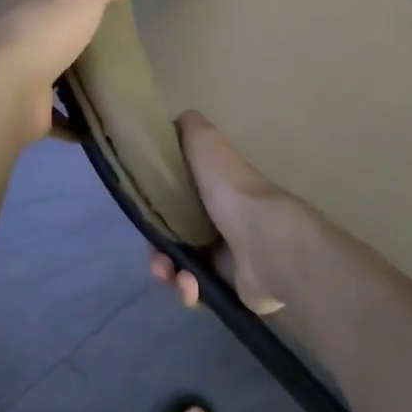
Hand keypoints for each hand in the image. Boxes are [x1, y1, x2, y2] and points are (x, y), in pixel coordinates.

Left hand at [0, 0, 132, 143]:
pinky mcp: (23, 104)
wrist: (7, 92)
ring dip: (65, 66)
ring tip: (101, 66)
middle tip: (96, 17)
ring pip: (42, 62)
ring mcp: (13, 67)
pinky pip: (52, 110)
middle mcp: (9, 26)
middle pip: (31, 13)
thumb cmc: (42, 28)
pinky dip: (71, 117)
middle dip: (57, 15)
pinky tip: (95, 116)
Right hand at [148, 112, 299, 315]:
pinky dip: (189, 290)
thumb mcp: (206, 143)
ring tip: (176, 277)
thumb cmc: (231, 190)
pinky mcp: (231, 284)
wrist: (265, 242)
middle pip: (175, 236)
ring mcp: (228, 253)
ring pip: (182, 265)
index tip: (146, 219)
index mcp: (214, 186)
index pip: (175, 198)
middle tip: (158, 260)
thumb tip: (176, 121)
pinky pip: (198, 290)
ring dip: (171, 273)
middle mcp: (221, 218)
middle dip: (159, 250)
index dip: (156, 209)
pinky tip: (192, 288)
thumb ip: (190, 129)